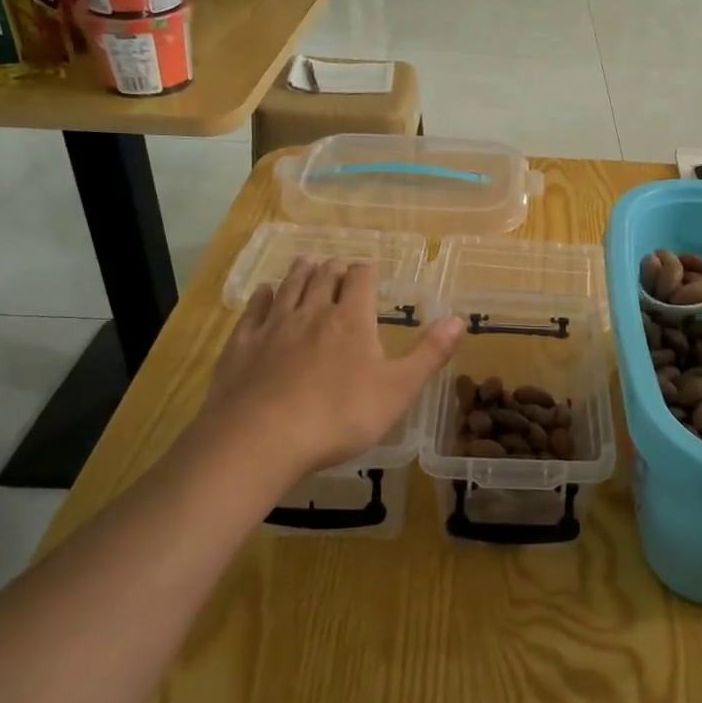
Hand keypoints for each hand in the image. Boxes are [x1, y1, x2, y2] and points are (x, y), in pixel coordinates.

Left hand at [199, 258, 463, 479]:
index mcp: (351, 319)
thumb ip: (429, 353)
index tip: (370, 270)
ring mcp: (273, 325)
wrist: (261, 439)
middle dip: (334, 267)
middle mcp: (312, 311)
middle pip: (324, 275)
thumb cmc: (339, 417)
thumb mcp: (398, 390)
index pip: (361, 278)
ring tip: (308, 263)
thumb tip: (459, 320)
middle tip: (340, 266)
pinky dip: (264, 295)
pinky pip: (254, 308)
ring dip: (302, 271)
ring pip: (290, 285)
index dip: (367, 270)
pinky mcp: (242, 344)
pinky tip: (265, 293)